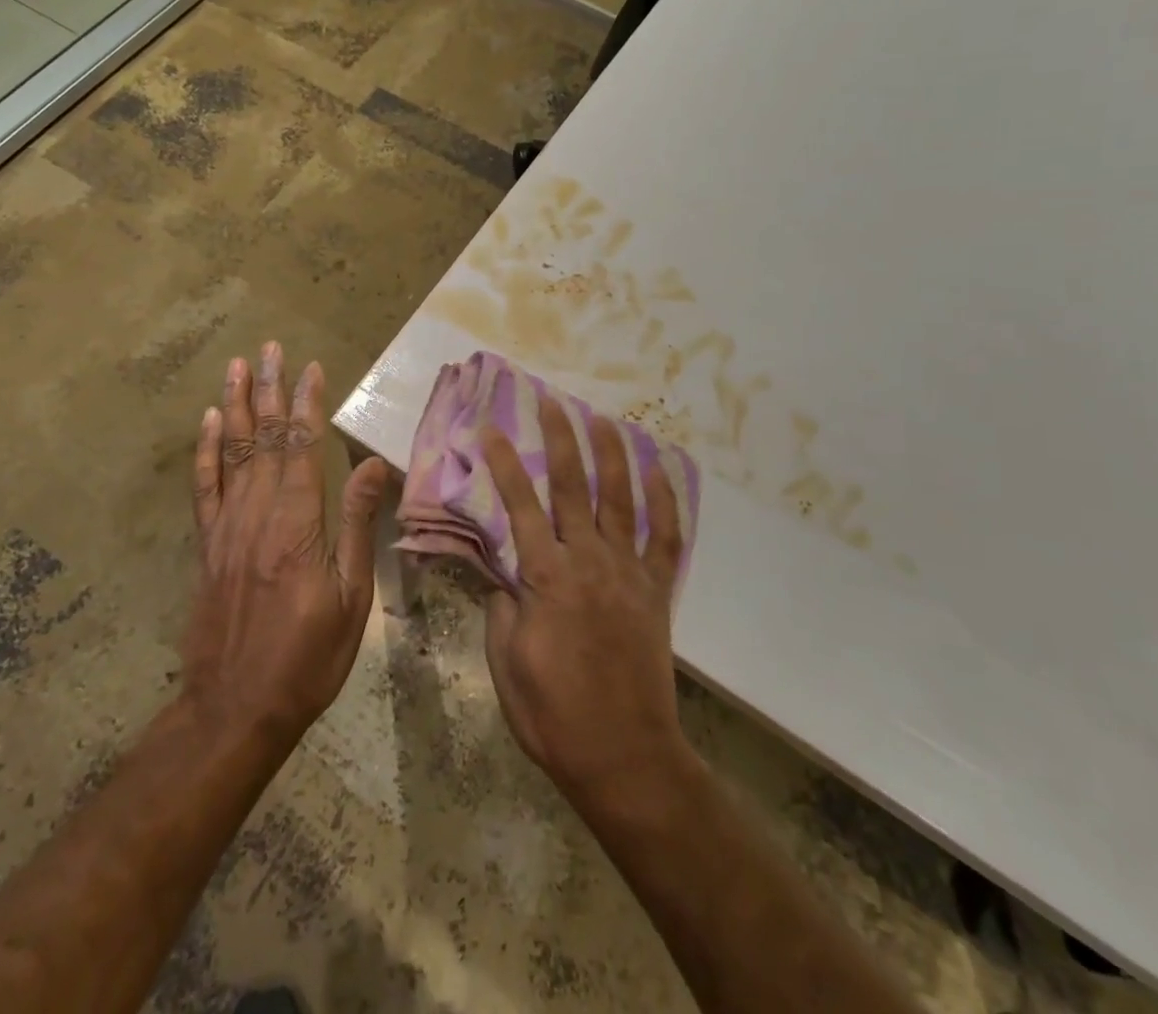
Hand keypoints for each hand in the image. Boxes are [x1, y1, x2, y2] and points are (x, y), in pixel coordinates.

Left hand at [181, 342, 389, 745]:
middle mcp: (258, 514)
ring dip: (236, 405)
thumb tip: (373, 464)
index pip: (302, 447)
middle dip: (270, 389)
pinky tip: (209, 423)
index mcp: (298, 524)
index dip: (307, 404)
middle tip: (269, 347)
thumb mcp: (352, 598)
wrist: (236, 708)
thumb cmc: (308, 657)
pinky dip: (206, 451)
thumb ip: (358, 525)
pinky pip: (204, 487)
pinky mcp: (208, 546)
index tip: (311, 367)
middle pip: (265, 438)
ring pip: (232, 452)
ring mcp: (227, 528)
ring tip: (237, 367)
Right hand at [481, 398, 692, 810]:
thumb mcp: (505, 660)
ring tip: (604, 419)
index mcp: (546, 575)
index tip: (492, 427)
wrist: (623, 756)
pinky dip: (665, 502)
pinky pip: (665, 539)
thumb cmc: (552, 713)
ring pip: (620, 500)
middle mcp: (589, 560)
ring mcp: (628, 573)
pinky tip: (660, 472)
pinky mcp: (656, 592)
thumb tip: (501, 569)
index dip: (504, 462)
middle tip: (552, 400)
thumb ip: (501, 603)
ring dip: (612, 455)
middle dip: (560, 438)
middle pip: (572, 486)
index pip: (519, 504)